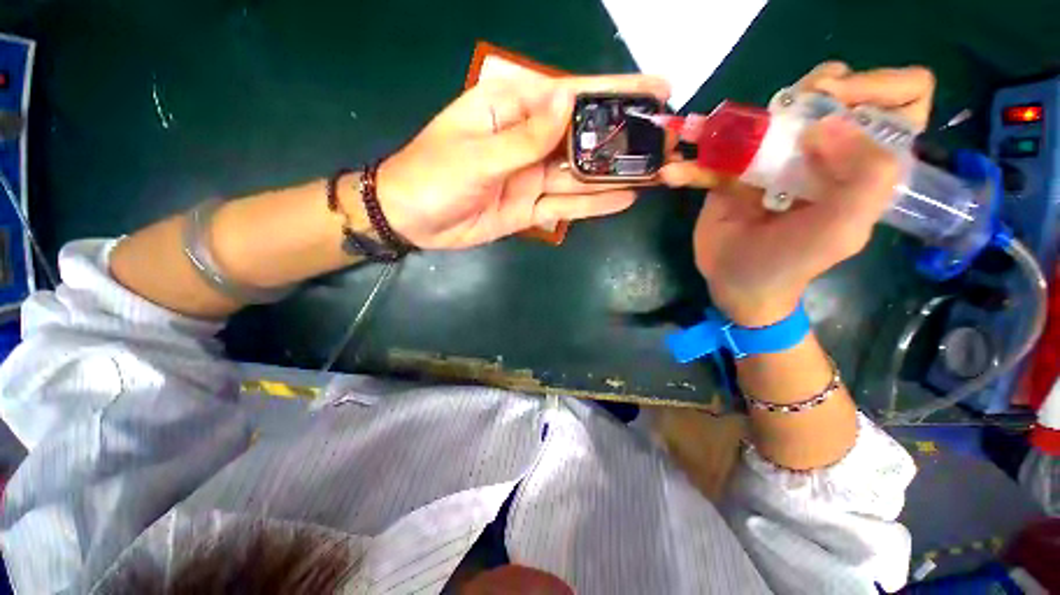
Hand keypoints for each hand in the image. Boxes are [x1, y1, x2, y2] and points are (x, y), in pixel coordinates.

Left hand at [377, 75, 670, 249]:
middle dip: (623, 140)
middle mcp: (529, 142)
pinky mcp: (531, 209)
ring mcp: (532, 178)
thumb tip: (567, 100)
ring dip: (615, 175)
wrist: (413, 220)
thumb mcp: (477, 153)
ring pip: (580, 176)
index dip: (615, 92)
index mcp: (512, 111)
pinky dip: (593, 205)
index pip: (572, 96)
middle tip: (666, 142)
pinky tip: (623, 200)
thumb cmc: (433, 176)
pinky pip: (567, 206)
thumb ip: (524, 136)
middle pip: (584, 139)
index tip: (657, 90)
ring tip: (656, 172)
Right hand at [667, 63, 935, 324]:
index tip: (833, 104)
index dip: (873, 87)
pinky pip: (714, 156)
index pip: (897, 100)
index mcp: (862, 164)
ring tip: (713, 137)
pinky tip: (673, 176)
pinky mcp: (733, 174)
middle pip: (828, 94)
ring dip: (737, 121)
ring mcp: (774, 161)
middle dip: (805, 93)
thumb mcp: (840, 230)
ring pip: (769, 114)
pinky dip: (692, 165)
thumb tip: (828, 123)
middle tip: (781, 114)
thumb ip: (864, 178)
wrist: (736, 283)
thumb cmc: (789, 263)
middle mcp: (823, 154)